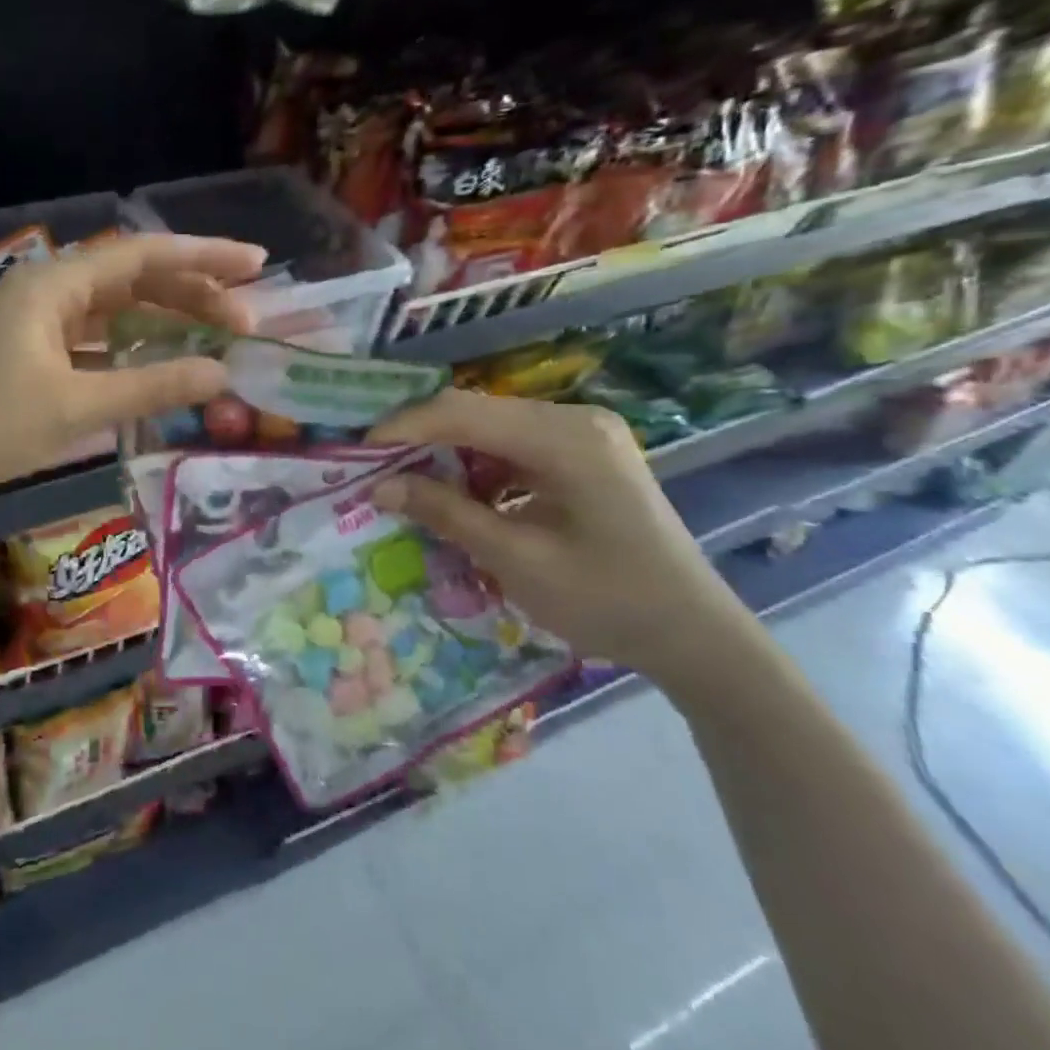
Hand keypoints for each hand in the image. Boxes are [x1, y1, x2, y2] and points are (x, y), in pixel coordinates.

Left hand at [0, 234, 265, 516]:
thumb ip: (152, 387)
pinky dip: (131, 348)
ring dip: (163, 321)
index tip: (256, 264)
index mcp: (52, 286)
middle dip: (191, 294)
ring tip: (216, 337)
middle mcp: (46, 292)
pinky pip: (94, 339)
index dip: (203, 256)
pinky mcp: (31, 354)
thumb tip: (223, 373)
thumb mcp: (76, 408)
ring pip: (114, 310)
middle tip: (246, 319)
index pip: (141, 256)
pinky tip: (161, 362)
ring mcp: (36, 323)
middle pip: (132, 280)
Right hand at [369, 389, 757, 681]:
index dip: (402, 428)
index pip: (462, 412)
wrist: (694, 636)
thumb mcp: (517, 560)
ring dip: (444, 454)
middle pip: (473, 413)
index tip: (356, 455)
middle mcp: (573, 419)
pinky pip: (510, 447)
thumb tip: (378, 486)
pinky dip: (475, 469)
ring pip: (487, 428)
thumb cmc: (609, 601)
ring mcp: (581, 434)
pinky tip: (455, 496)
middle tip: (372, 471)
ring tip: (404, 486)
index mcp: (565, 437)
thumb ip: (446, 514)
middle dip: (418, 440)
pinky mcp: (580, 455)